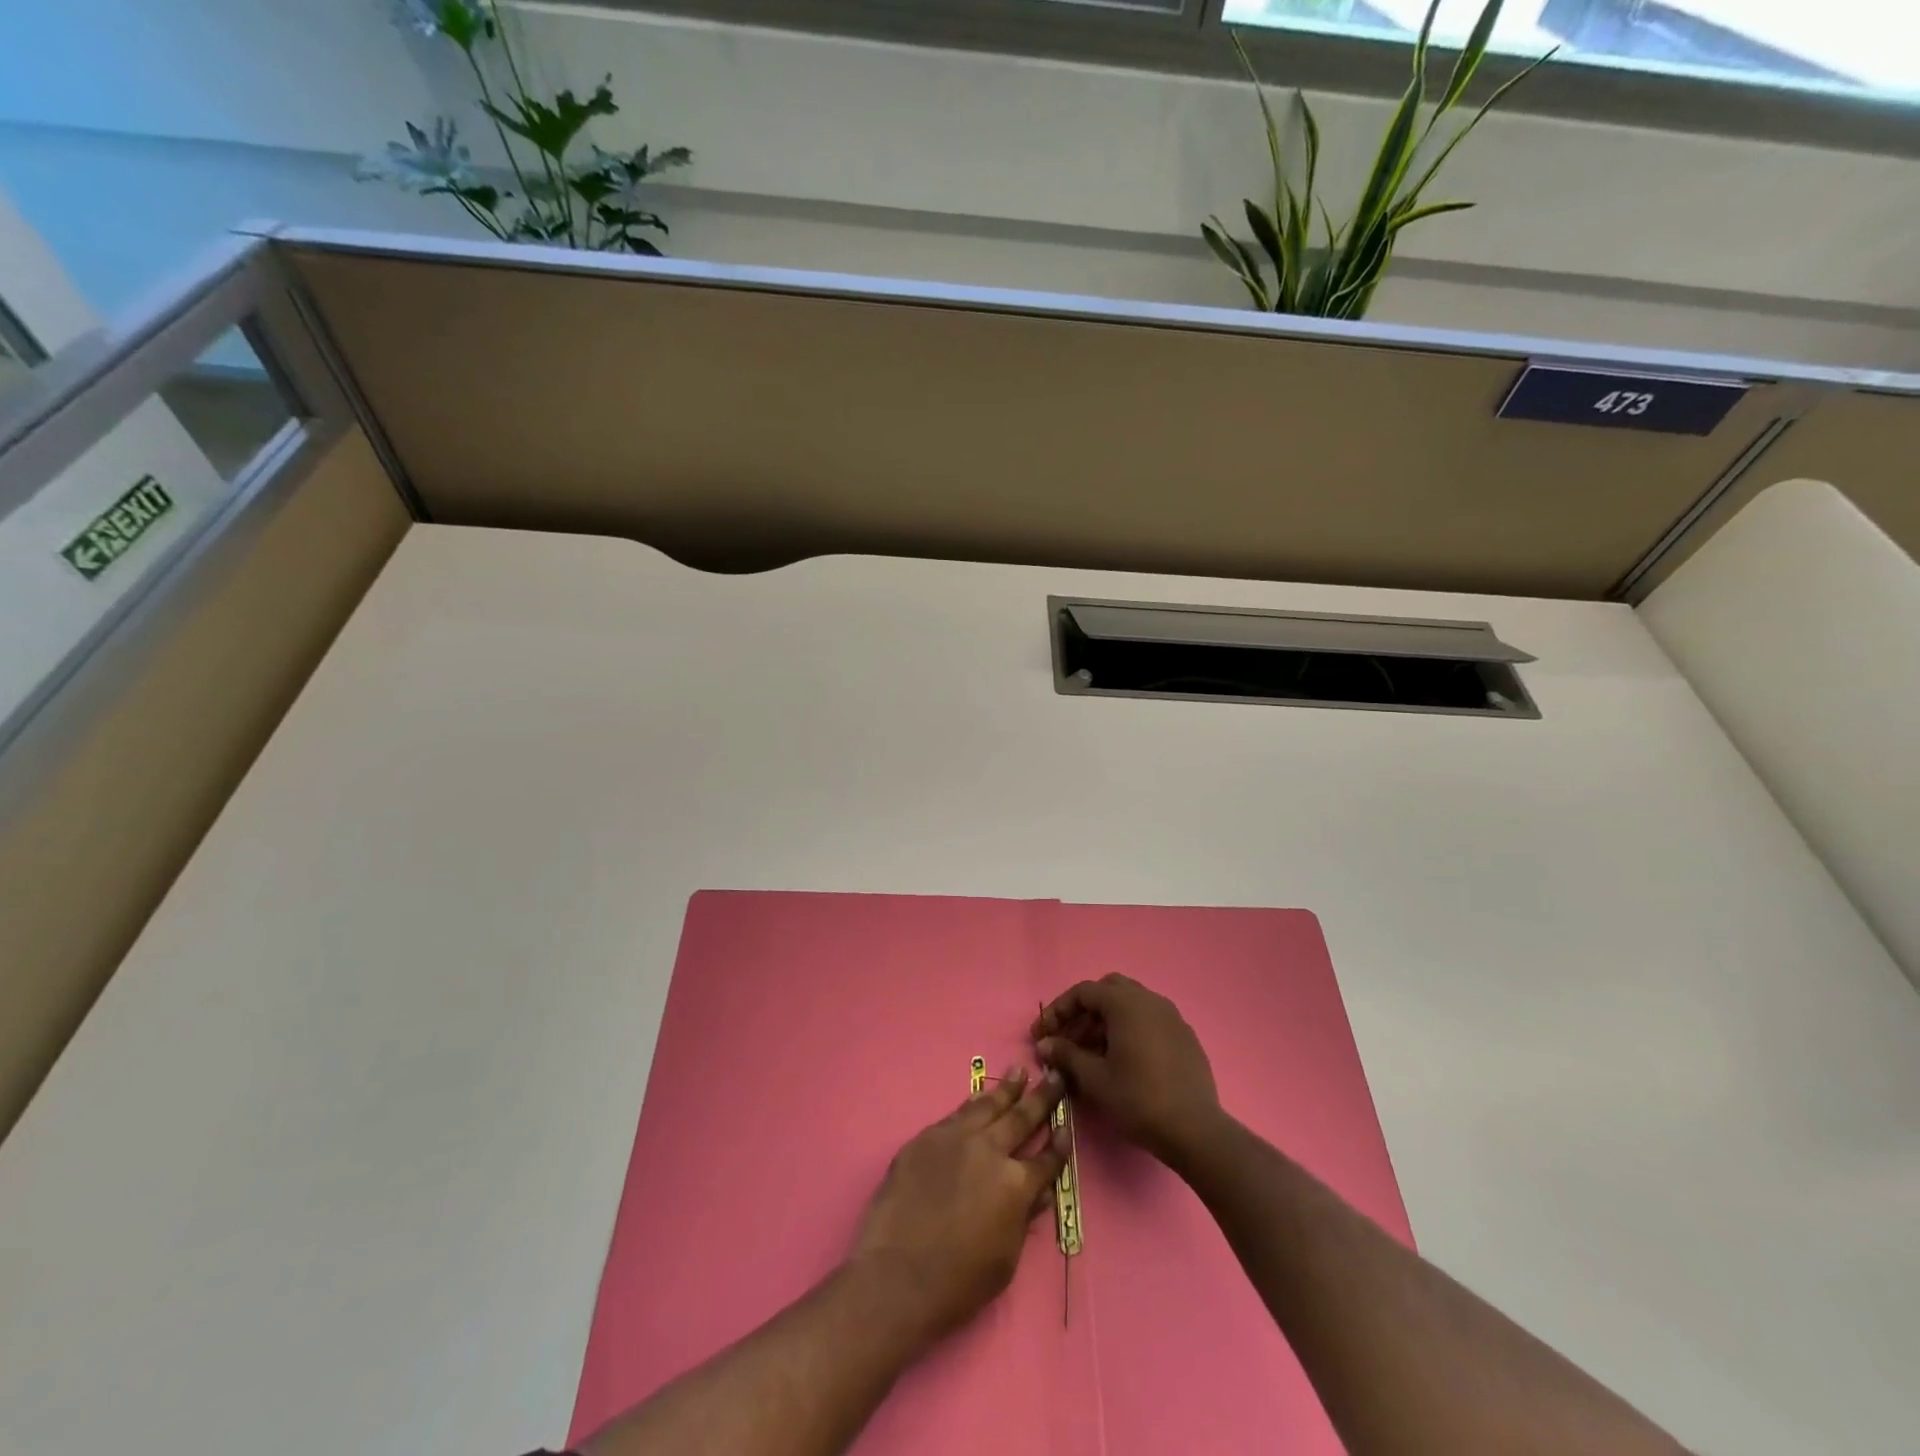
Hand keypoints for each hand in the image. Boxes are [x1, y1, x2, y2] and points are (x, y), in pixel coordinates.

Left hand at [851, 1067, 1067, 1347]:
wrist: (896, 1275)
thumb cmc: (957, 1282)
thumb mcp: (1005, 1260)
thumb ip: (1022, 1218)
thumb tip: (1039, 1191)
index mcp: (1016, 1185)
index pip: (1046, 1159)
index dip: (1059, 1145)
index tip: (1066, 1126)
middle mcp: (990, 1151)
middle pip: (1021, 1118)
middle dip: (1042, 1097)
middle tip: (1055, 1075)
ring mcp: (956, 1138)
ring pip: (988, 1105)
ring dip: (1008, 1088)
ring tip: (1021, 1071)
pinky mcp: (927, 1137)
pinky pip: (957, 1113)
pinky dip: (974, 1102)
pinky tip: (979, 1096)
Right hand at [1032, 975, 1222, 1167]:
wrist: (1195, 1131)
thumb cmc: (1139, 1100)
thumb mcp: (1095, 1079)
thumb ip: (1066, 1055)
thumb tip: (1044, 1044)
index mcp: (1126, 1003)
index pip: (1083, 992)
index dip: (1058, 1011)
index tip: (1041, 1034)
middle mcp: (1150, 1000)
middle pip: (1108, 991)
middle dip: (1084, 1012)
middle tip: (1068, 1039)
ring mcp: (1171, 1016)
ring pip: (1130, 1005)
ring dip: (1106, 1022)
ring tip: (1091, 1054)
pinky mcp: (1185, 1036)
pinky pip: (1149, 1021)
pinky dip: (1129, 1030)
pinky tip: (1122, 1061)